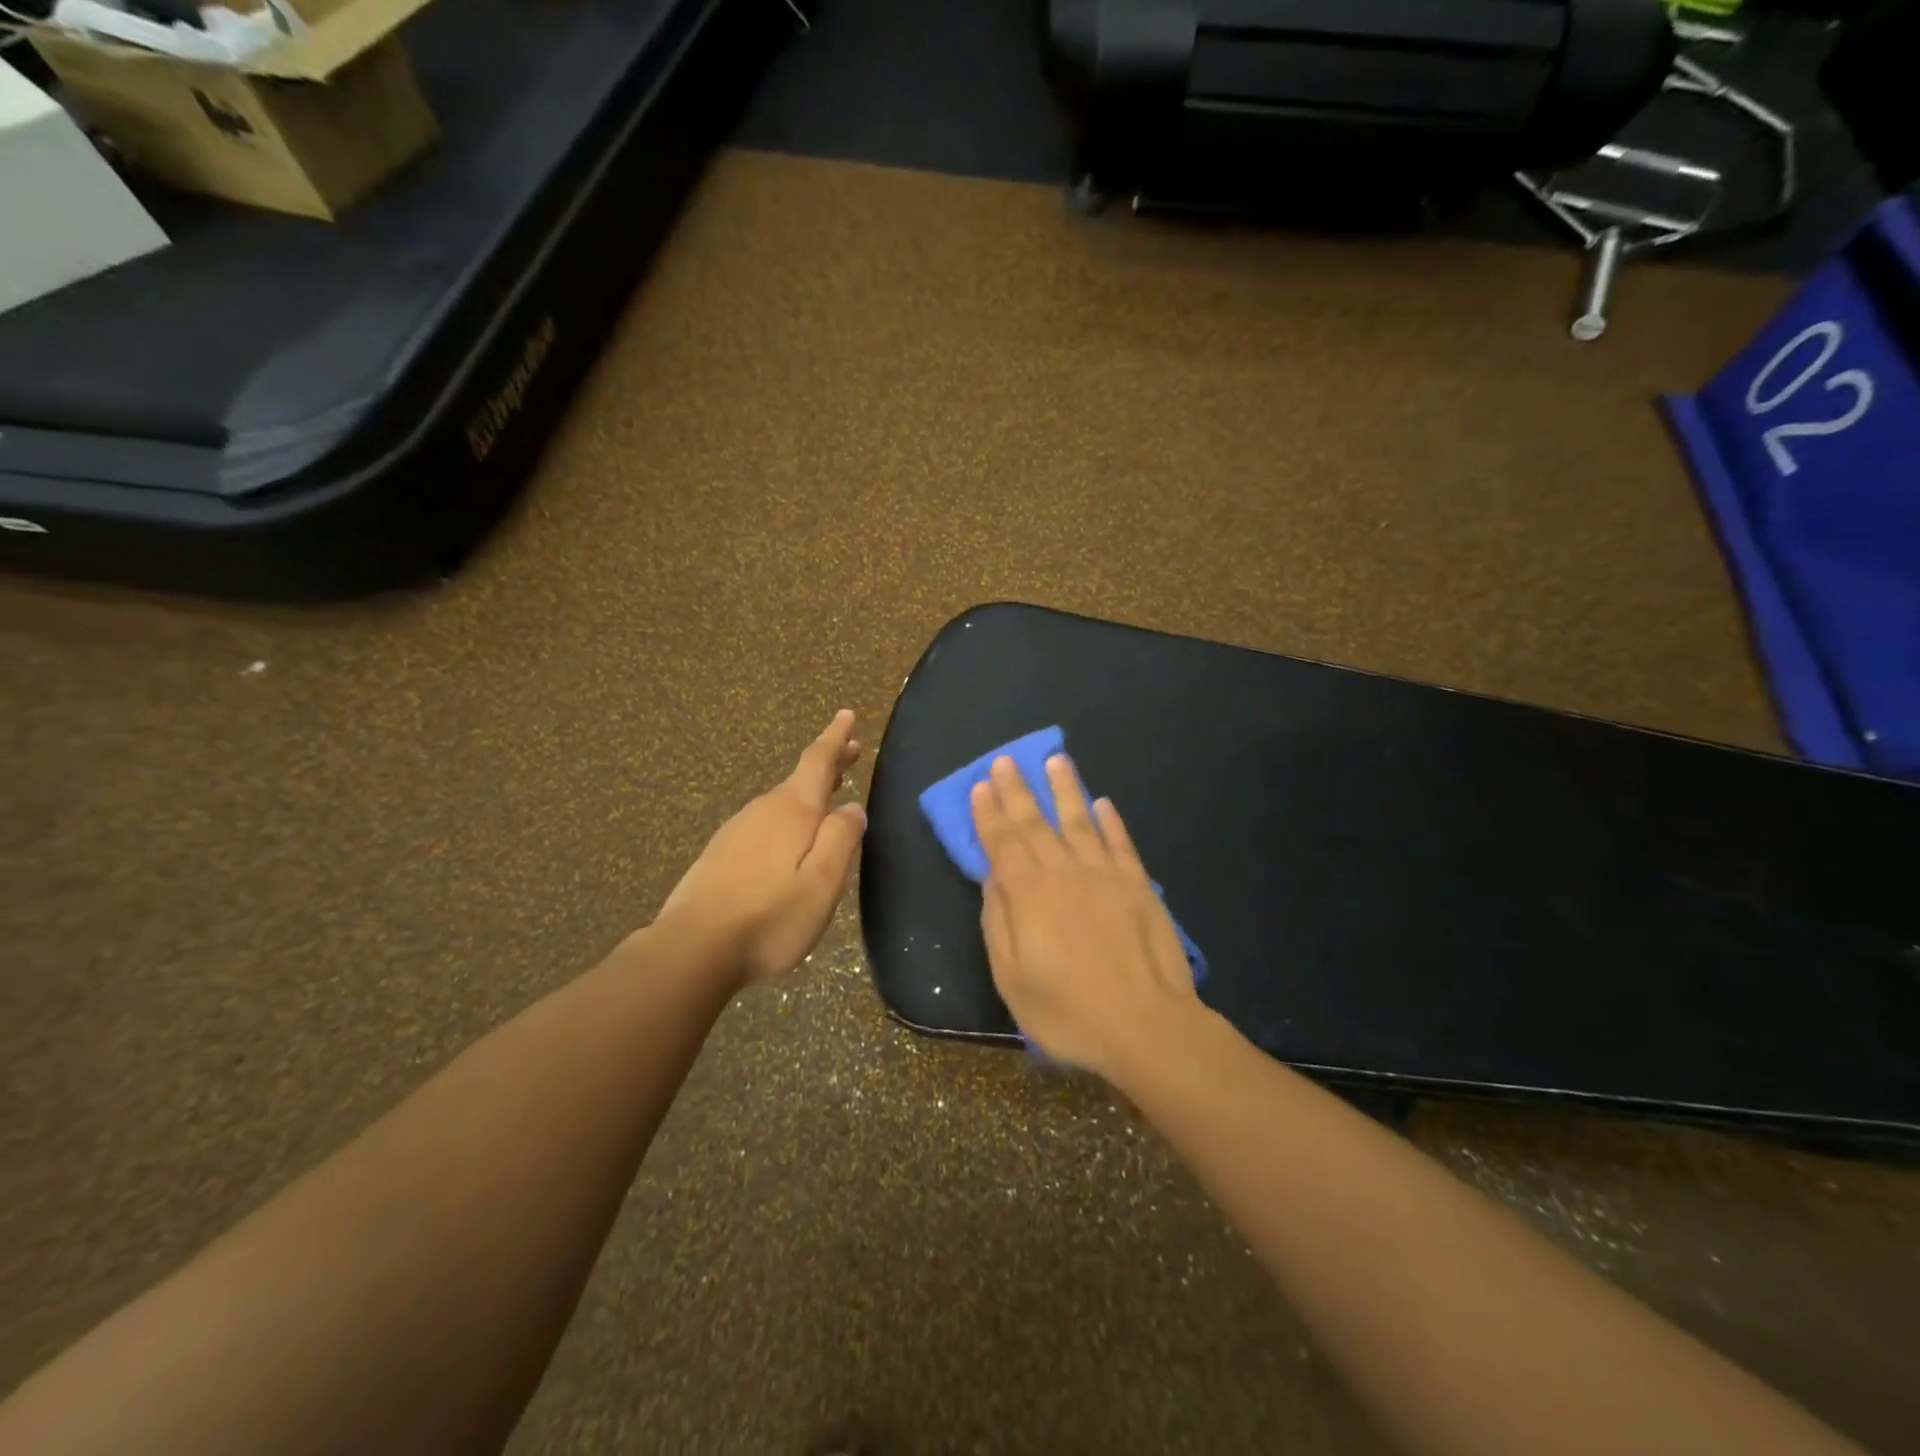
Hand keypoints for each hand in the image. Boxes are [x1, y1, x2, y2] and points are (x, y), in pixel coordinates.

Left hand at [656, 710, 867, 986]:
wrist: (692, 949)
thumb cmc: (769, 917)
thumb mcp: (822, 883)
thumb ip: (841, 840)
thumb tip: (852, 807)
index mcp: (792, 811)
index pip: (817, 761)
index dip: (834, 737)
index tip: (846, 714)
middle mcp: (763, 810)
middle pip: (800, 779)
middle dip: (827, 764)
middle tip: (850, 751)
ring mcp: (737, 830)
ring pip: (781, 802)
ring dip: (808, 794)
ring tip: (828, 797)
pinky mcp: (721, 853)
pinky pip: (764, 823)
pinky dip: (786, 818)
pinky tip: (789, 842)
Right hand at [970, 753, 1200, 1078]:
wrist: (1145, 1025)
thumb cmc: (1067, 1011)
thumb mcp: (1012, 978)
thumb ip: (998, 922)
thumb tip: (992, 878)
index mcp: (1028, 893)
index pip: (1002, 843)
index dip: (989, 813)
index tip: (982, 785)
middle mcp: (1063, 872)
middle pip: (1036, 823)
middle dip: (1018, 790)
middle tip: (1007, 759)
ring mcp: (1104, 874)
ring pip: (1079, 820)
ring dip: (1066, 789)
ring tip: (1056, 760)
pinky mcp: (1137, 885)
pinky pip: (1120, 843)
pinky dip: (1110, 821)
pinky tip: (1102, 803)